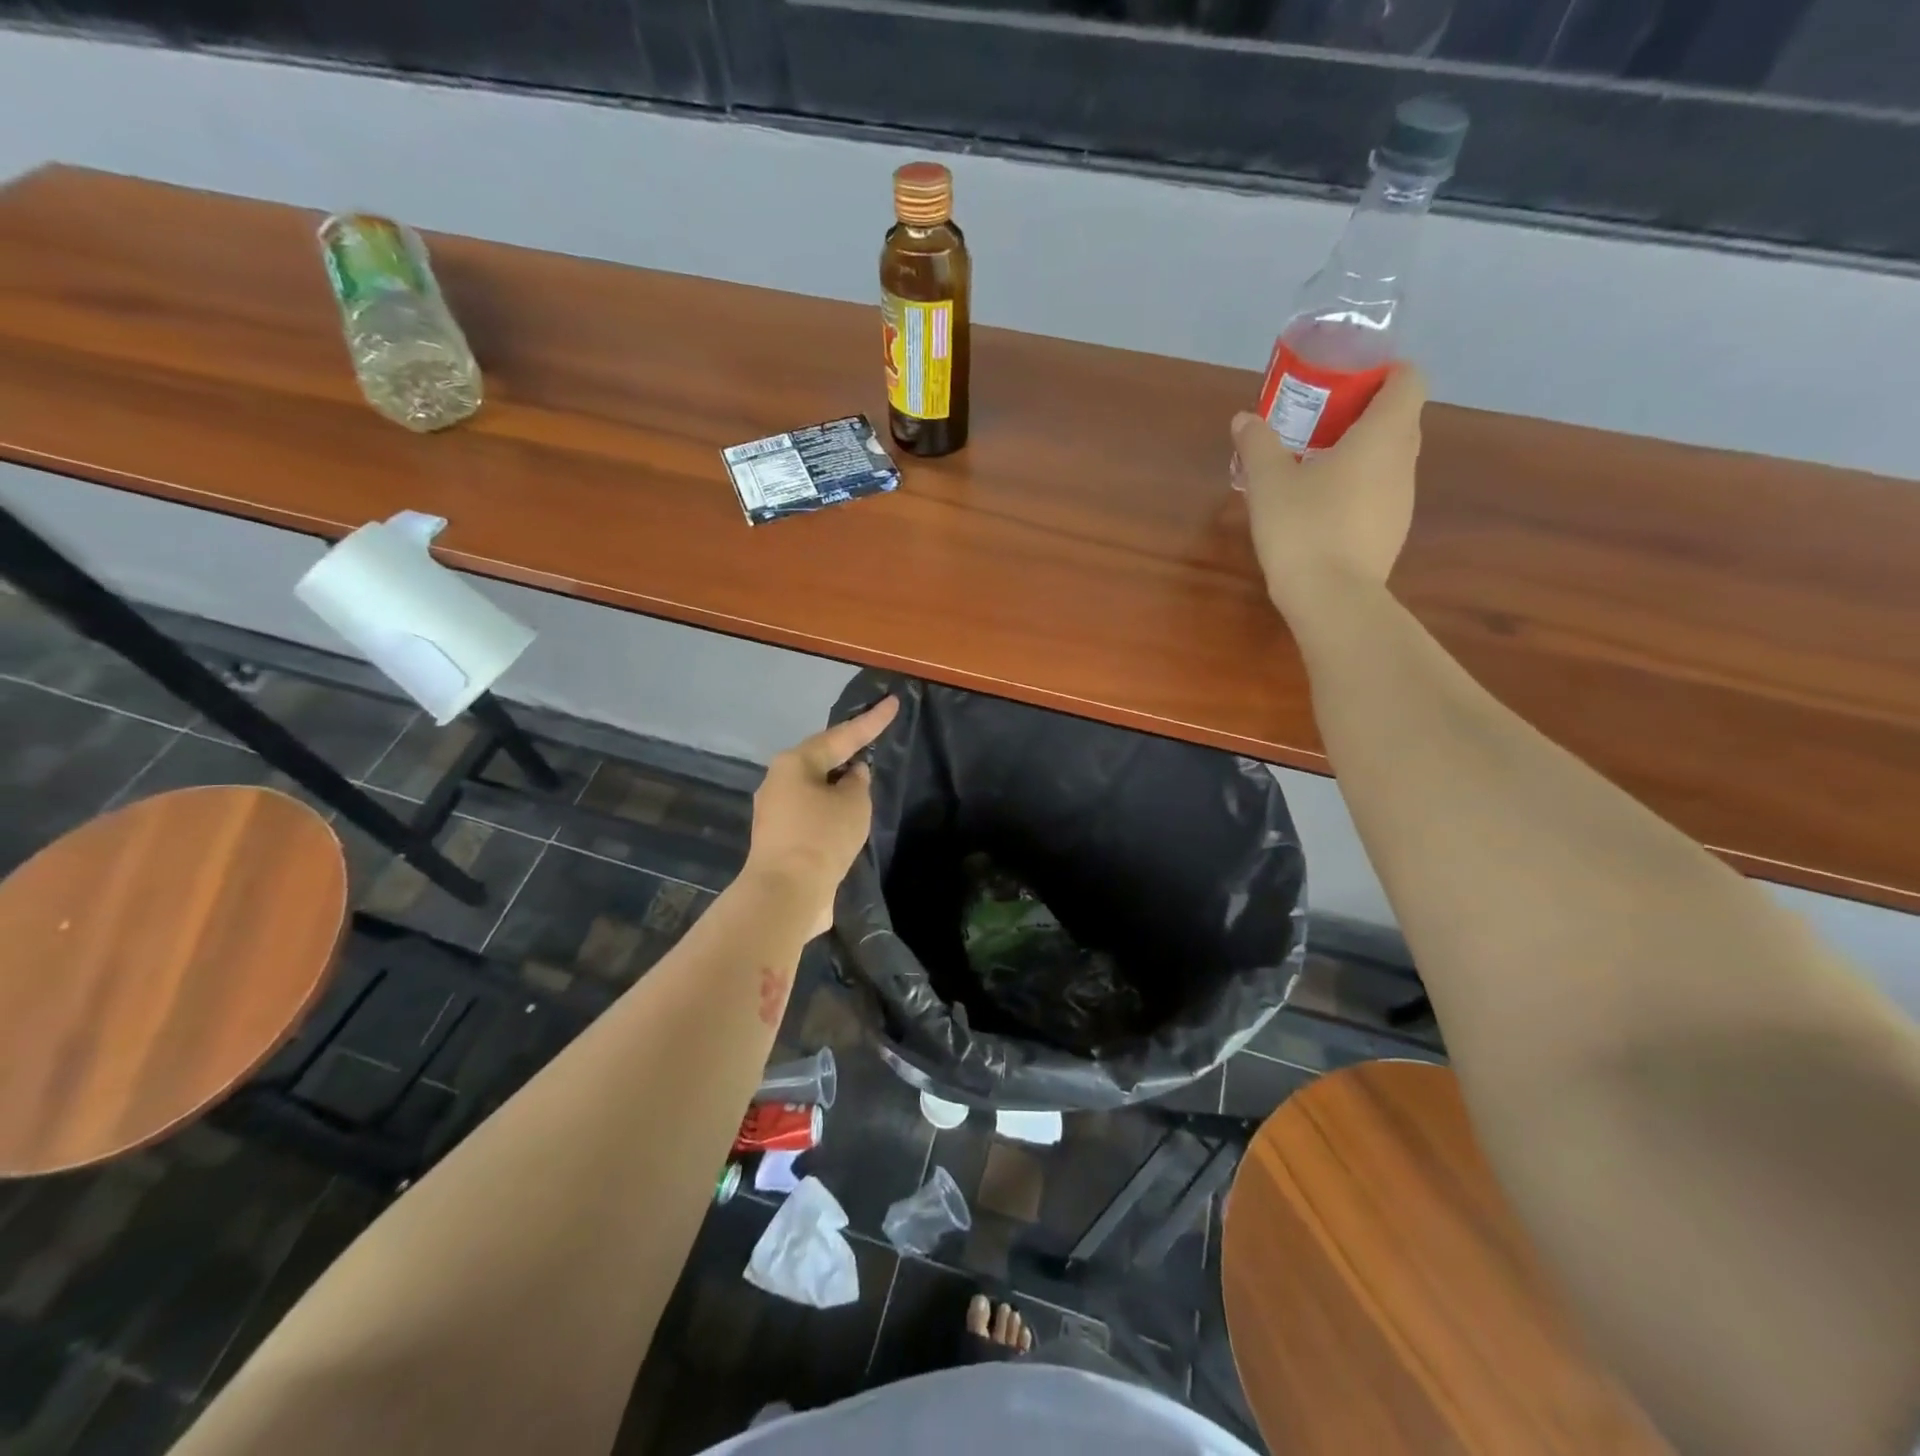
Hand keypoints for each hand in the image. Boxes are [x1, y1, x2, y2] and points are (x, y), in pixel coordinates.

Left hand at [745, 697, 900, 937]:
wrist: (786, 894)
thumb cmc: (822, 837)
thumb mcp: (854, 804)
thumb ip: (858, 782)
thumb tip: (853, 775)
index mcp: (794, 763)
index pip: (842, 735)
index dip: (871, 721)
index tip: (893, 702)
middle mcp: (778, 781)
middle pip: (820, 759)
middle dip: (847, 752)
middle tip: (872, 740)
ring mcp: (775, 812)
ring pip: (814, 788)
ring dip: (838, 785)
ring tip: (864, 782)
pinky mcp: (779, 839)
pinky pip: (811, 814)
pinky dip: (830, 811)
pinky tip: (847, 817)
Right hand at [1231, 364, 1426, 625]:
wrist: (1331, 598)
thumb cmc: (1304, 527)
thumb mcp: (1268, 482)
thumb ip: (1257, 444)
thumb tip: (1244, 418)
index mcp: (1383, 435)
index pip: (1409, 380)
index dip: (1383, 372)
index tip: (1346, 382)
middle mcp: (1403, 461)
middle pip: (1398, 419)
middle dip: (1363, 413)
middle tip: (1318, 423)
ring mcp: (1401, 500)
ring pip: (1388, 459)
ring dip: (1359, 453)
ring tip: (1313, 467)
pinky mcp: (1390, 532)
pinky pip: (1378, 493)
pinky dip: (1357, 488)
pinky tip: (1320, 509)